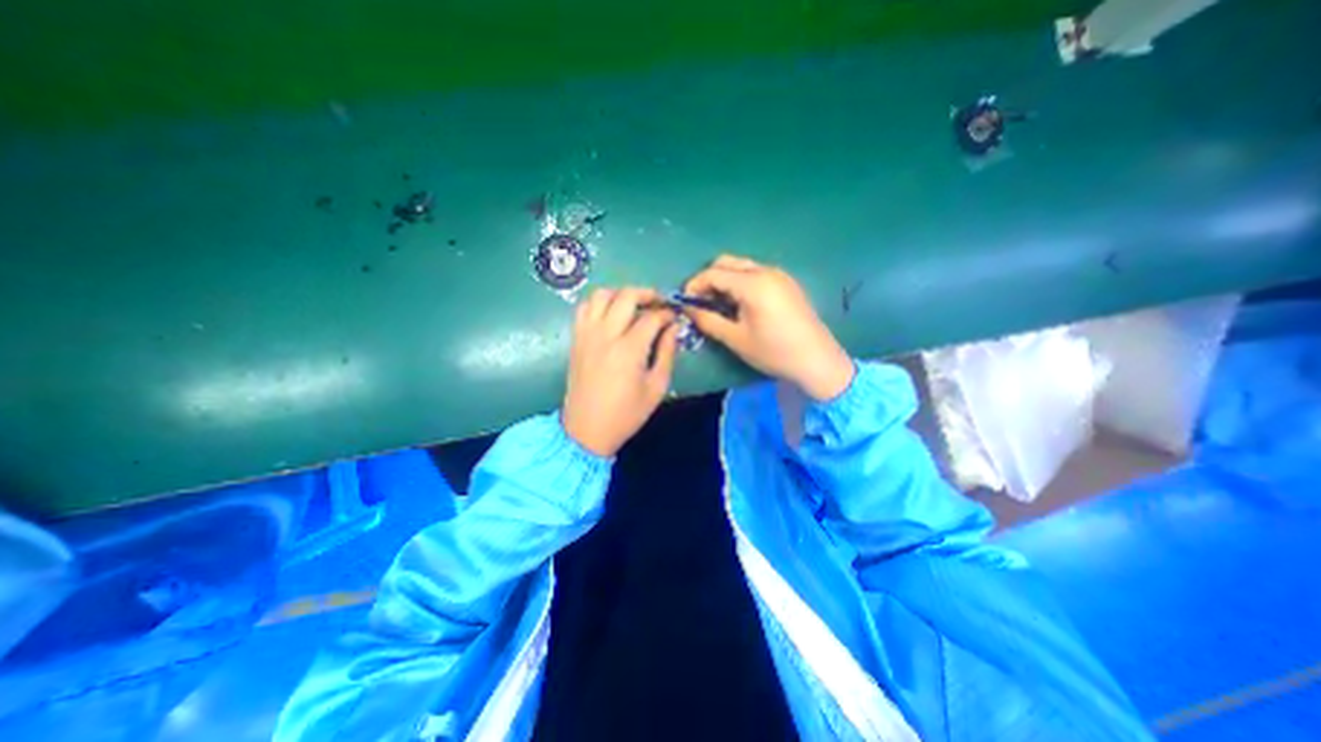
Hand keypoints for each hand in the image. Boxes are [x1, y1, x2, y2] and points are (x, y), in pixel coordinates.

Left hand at [560, 287, 681, 454]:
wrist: (586, 430)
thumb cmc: (626, 414)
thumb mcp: (656, 388)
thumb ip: (667, 353)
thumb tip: (673, 328)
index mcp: (629, 349)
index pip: (652, 317)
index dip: (667, 313)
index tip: (675, 317)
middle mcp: (606, 335)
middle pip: (626, 296)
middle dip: (647, 293)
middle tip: (659, 303)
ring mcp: (587, 334)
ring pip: (601, 295)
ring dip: (621, 294)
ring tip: (634, 305)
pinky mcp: (576, 339)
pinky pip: (584, 308)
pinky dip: (599, 303)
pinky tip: (611, 314)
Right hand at [681, 254, 855, 406]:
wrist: (817, 360)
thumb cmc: (773, 351)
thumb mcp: (736, 339)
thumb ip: (708, 320)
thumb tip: (688, 308)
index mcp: (752, 283)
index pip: (713, 273)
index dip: (694, 285)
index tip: (685, 302)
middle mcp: (765, 271)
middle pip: (727, 262)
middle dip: (709, 278)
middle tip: (702, 302)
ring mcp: (779, 275)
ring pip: (742, 266)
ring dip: (725, 279)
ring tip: (719, 305)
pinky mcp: (787, 283)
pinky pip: (756, 273)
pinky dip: (741, 282)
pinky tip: (741, 304)